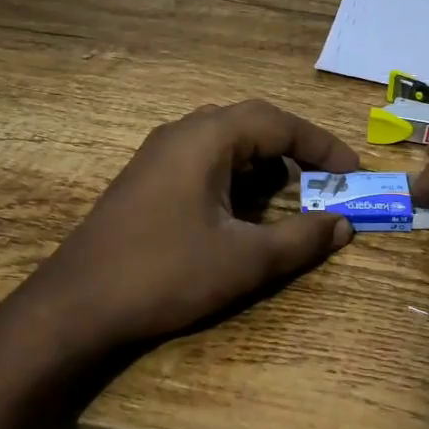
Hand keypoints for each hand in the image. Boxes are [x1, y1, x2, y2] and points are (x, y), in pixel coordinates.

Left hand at [9, 100, 360, 356]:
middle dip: (295, 150)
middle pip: (253, 124)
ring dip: (264, 162)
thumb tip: (342, 225)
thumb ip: (299, 238)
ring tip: (289, 195)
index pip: (278, 123)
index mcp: (206, 139)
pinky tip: (243, 210)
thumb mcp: (244, 260)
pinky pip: (204, 160)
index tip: (352, 171)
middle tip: (326, 180)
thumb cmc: (165, 274)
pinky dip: (236, 176)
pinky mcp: (147, 178)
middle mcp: (182, 133)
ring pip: (227, 141)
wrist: (76, 305)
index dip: (322, 144)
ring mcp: (159, 154)